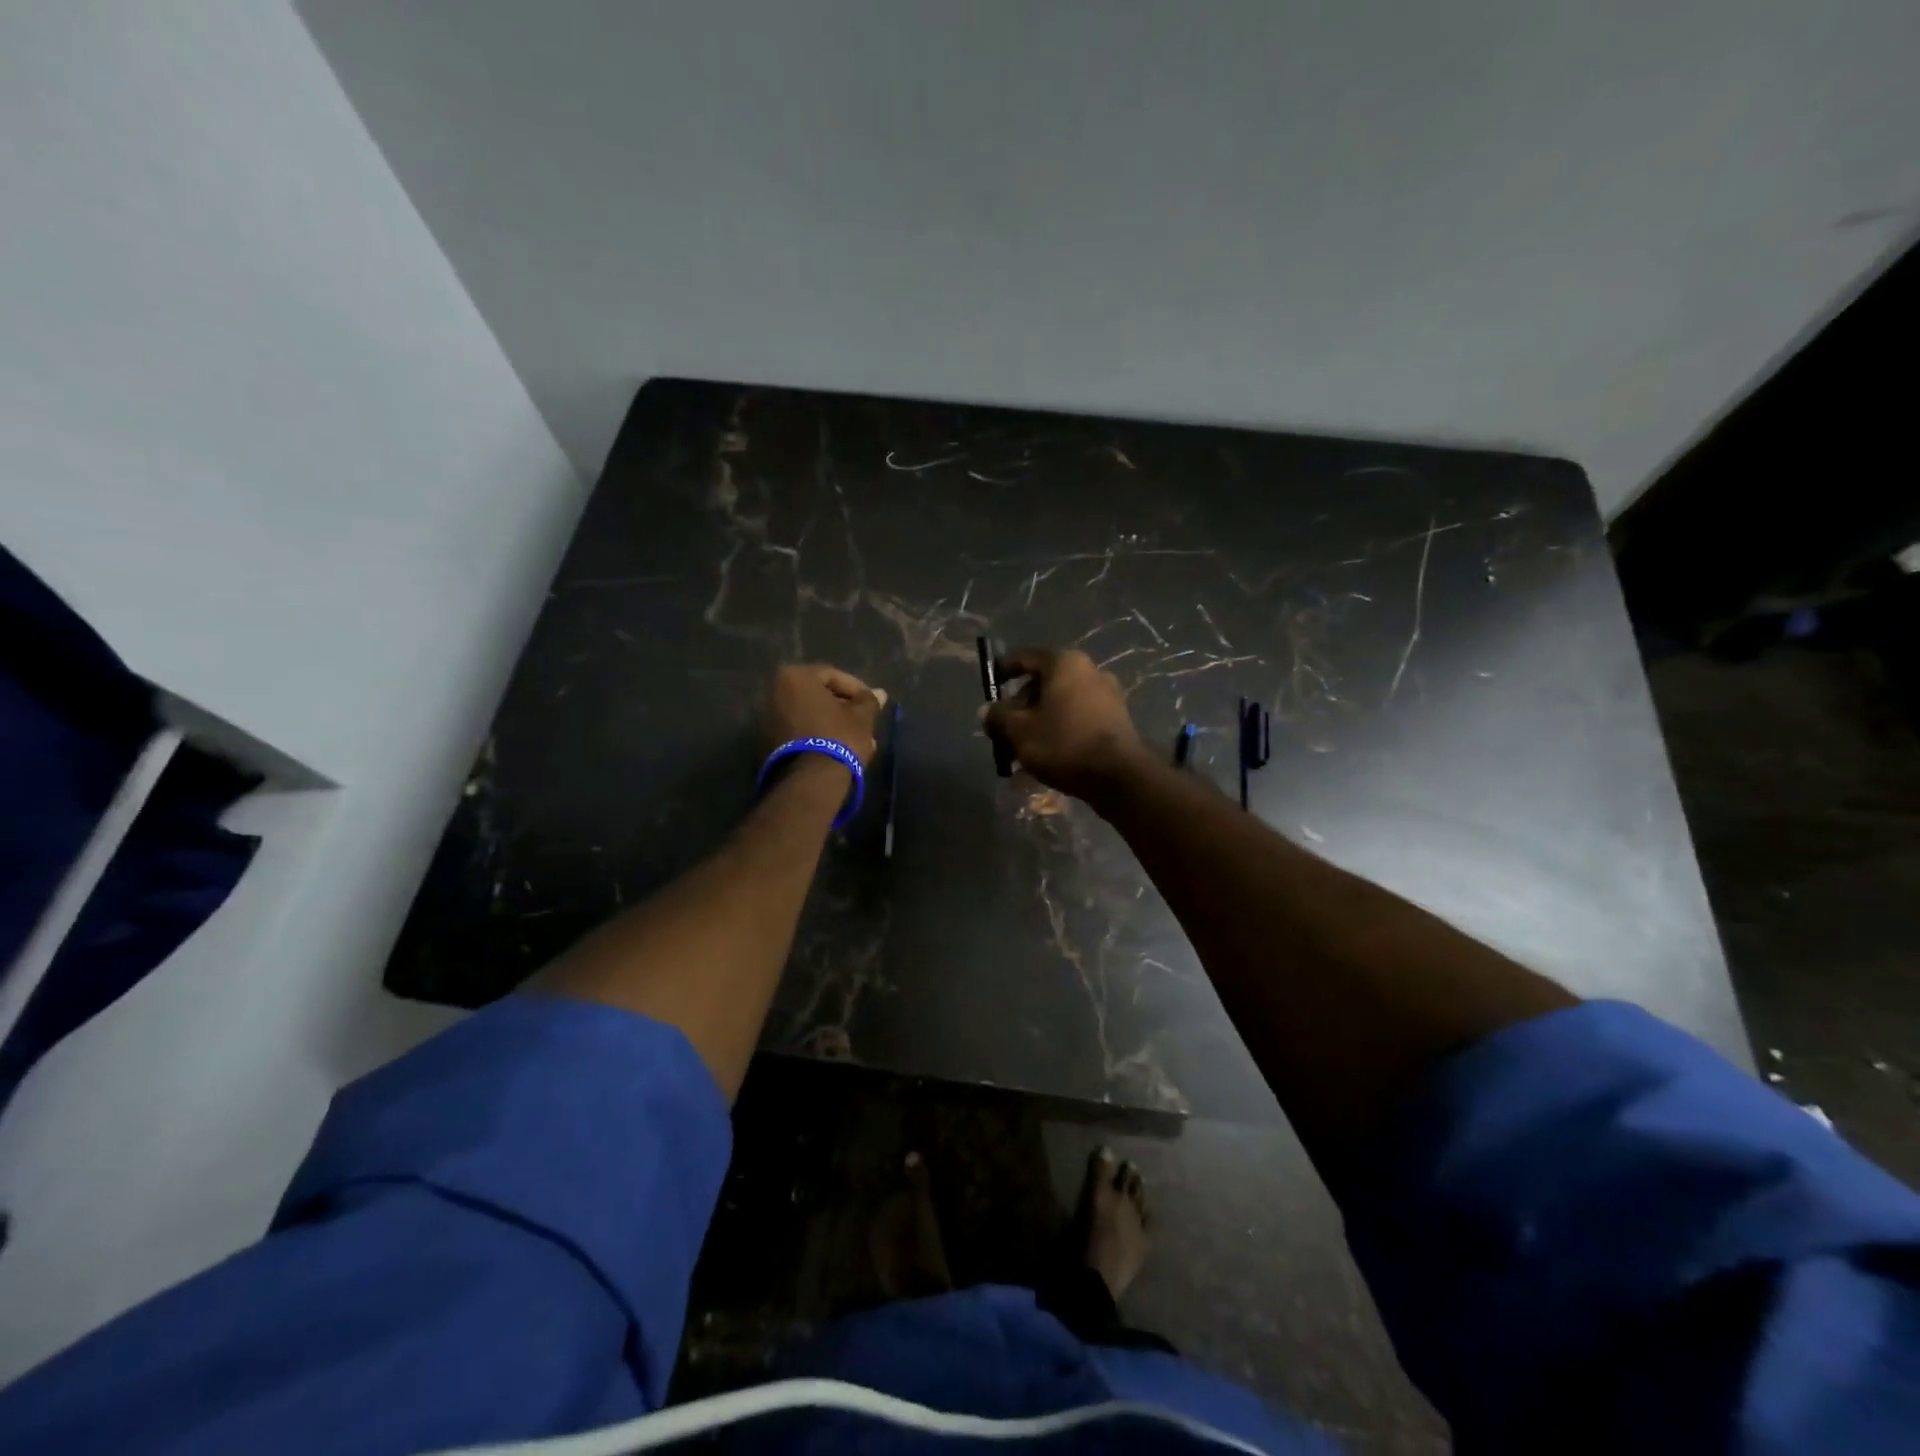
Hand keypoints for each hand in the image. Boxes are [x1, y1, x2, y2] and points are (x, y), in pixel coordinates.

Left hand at [764, 664, 886, 766]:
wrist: (811, 779)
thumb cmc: (839, 736)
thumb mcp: (861, 716)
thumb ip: (869, 700)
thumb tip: (880, 693)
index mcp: (795, 677)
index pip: (833, 676)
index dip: (858, 689)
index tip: (873, 704)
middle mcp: (776, 692)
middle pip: (820, 696)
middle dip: (845, 708)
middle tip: (865, 721)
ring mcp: (770, 718)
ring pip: (812, 715)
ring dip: (835, 723)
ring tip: (858, 739)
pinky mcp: (771, 741)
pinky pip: (802, 730)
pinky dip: (820, 734)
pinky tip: (841, 748)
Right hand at [984, 648, 1148, 801]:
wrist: (1118, 776)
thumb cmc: (1063, 743)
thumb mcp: (1019, 731)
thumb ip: (998, 717)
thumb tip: (987, 711)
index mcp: (1064, 663)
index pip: (1025, 657)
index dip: (1004, 670)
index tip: (991, 686)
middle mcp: (1089, 670)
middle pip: (1044, 682)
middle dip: (1022, 705)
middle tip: (1005, 728)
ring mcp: (1107, 695)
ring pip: (1061, 703)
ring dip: (1040, 721)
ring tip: (1024, 749)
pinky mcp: (1117, 719)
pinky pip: (1078, 718)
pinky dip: (1060, 730)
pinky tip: (1049, 756)